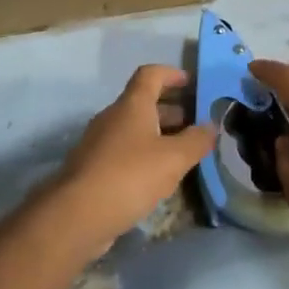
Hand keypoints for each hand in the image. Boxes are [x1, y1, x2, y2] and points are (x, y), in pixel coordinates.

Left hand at [52, 65, 214, 257]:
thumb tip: (211, 125)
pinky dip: (143, 155)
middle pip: (143, 102)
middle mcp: (113, 117)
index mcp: (132, 105)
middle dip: (170, 109)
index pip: (150, 74)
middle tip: (195, 123)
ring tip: (182, 153)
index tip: (191, 83)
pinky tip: (157, 177)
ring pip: (133, 129)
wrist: (77, 214)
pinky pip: (123, 151)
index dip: (171, 74)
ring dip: (158, 134)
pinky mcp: (93, 168)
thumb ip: (196, 141)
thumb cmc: (129, 176)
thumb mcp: (173, 159)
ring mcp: (99, 142)